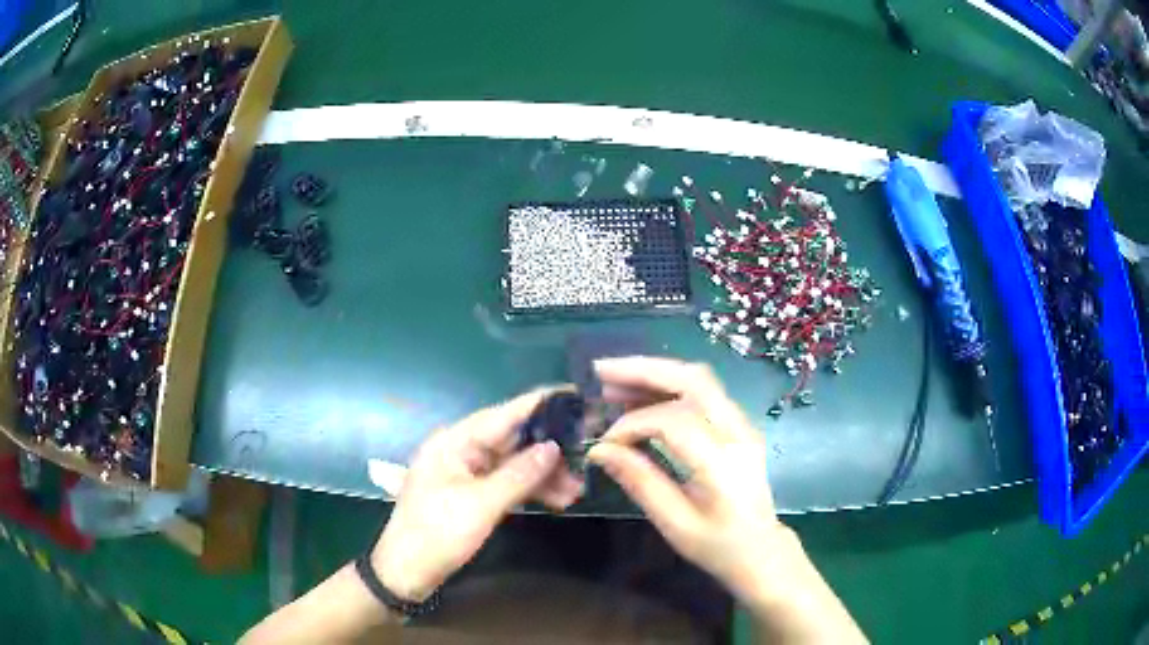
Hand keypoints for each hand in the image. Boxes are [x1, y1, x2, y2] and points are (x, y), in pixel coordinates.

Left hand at [372, 388, 583, 601]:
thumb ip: (519, 474)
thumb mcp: (481, 505)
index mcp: (454, 443)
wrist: (407, 573)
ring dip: (544, 475)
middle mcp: (460, 451)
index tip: (574, 396)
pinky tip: (557, 500)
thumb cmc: (437, 534)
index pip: (502, 415)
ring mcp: (466, 474)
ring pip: (513, 465)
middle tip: (585, 458)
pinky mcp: (472, 495)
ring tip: (577, 489)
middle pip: (511, 441)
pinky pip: (507, 484)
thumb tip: (554, 446)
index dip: (539, 405)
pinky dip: (530, 491)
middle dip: (549, 451)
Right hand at [586, 357, 787, 601]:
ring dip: (654, 373)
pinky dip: (668, 384)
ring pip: (699, 379)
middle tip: (599, 371)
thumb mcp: (674, 524)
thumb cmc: (717, 545)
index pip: (675, 422)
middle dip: (643, 370)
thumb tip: (599, 450)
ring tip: (612, 379)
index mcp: (724, 465)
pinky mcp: (738, 424)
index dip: (633, 423)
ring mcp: (743, 424)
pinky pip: (703, 391)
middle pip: (694, 381)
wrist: (760, 549)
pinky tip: (639, 393)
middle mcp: (739, 434)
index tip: (603, 441)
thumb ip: (640, 482)